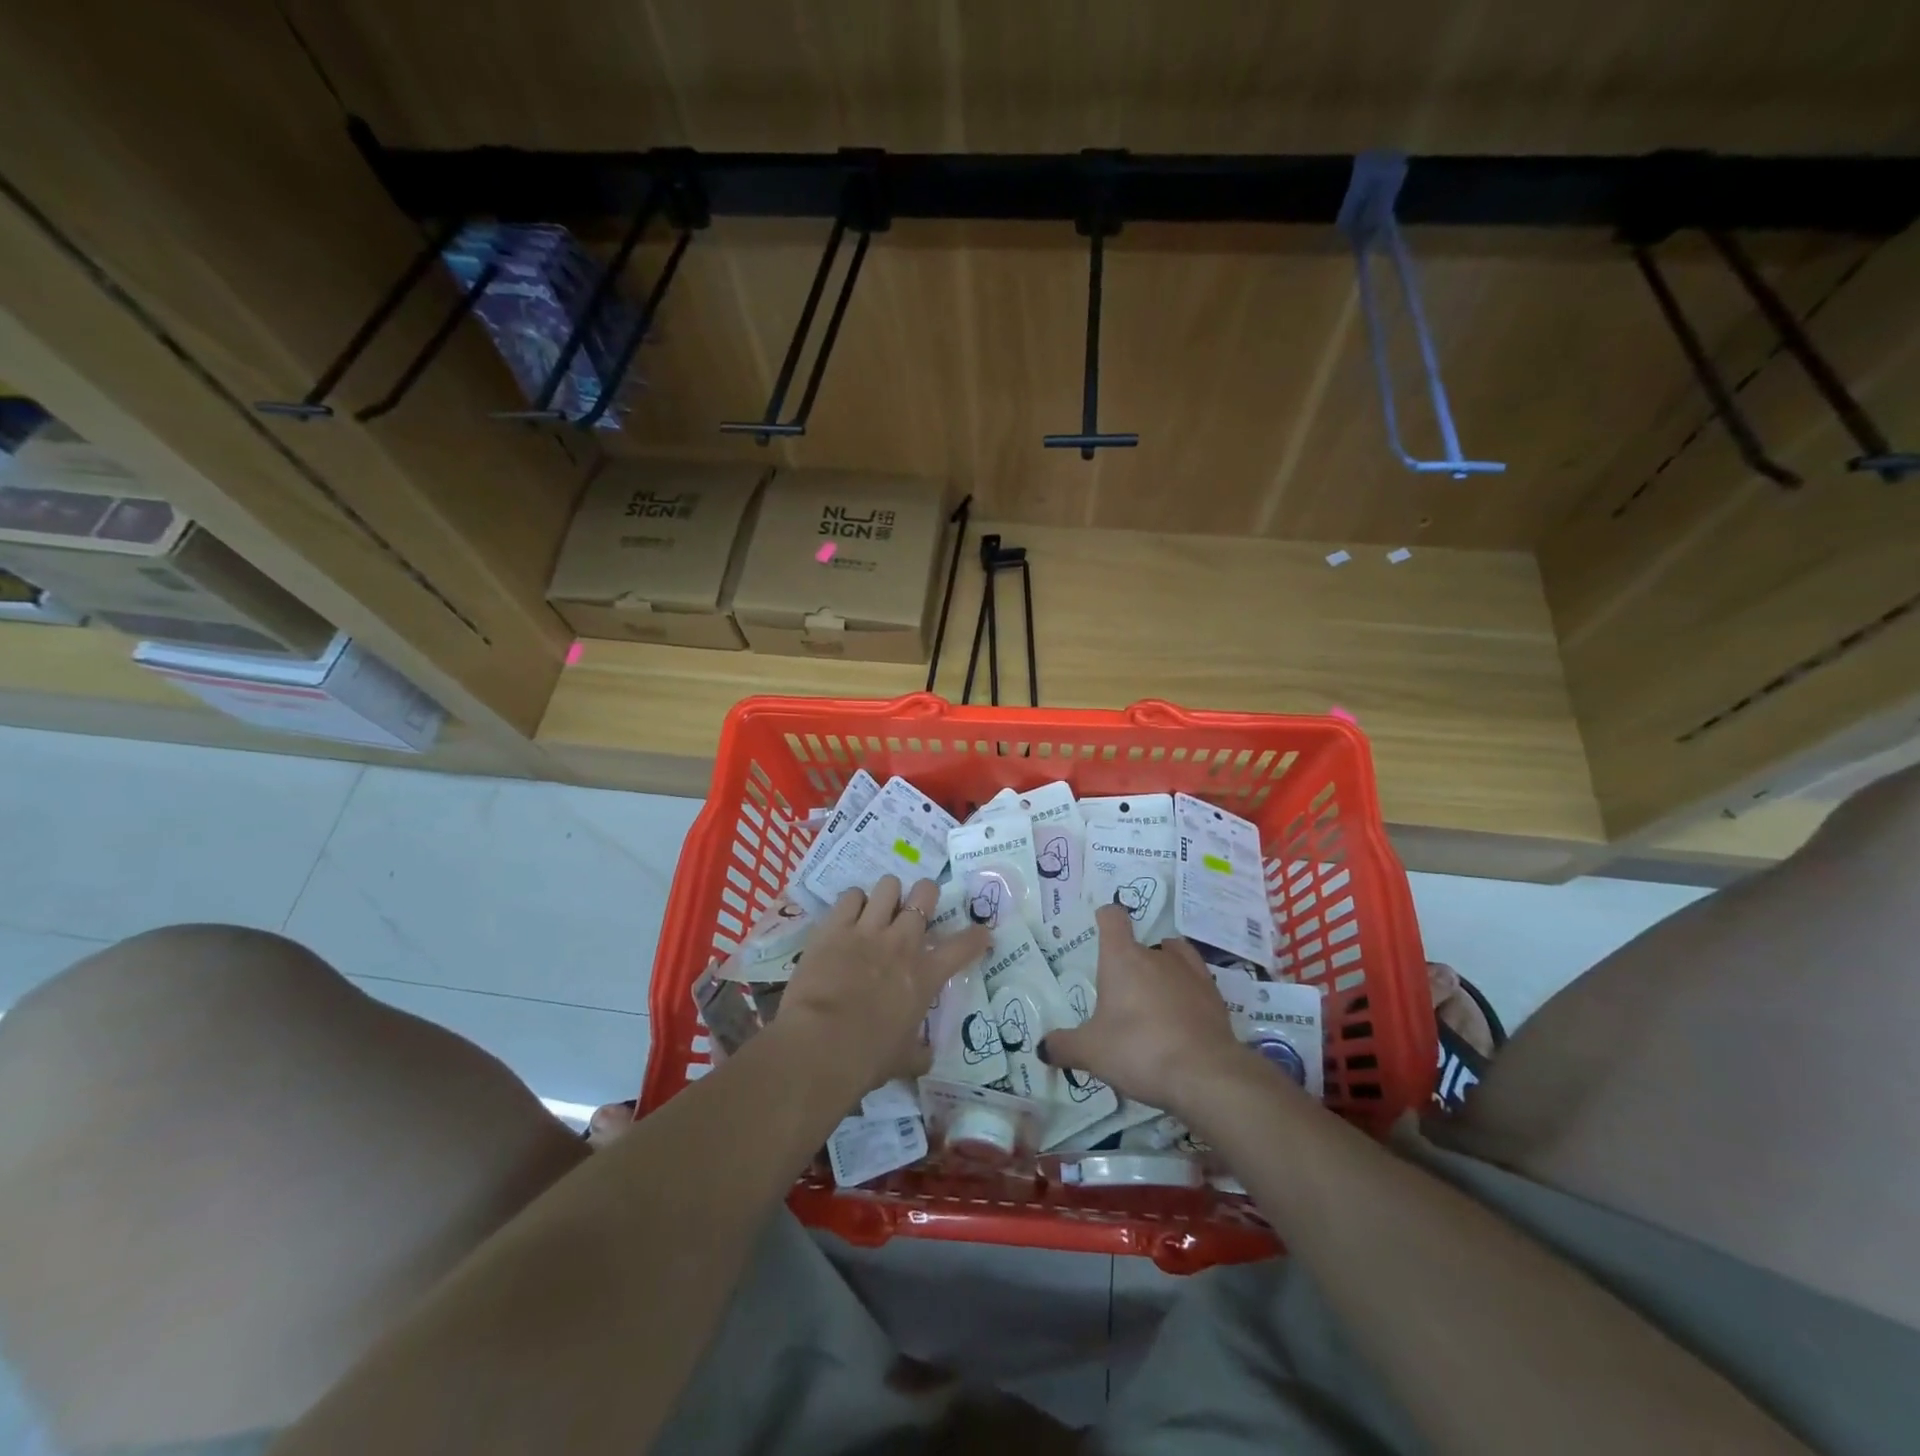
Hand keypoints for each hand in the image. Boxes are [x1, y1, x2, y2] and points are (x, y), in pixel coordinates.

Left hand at [773, 876, 991, 1095]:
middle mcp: (902, 943)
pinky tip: (849, 915)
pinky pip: (851, 896)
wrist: (821, 1045)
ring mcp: (868, 930)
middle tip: (917, 908)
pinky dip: (853, 902)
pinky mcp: (835, 927)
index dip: (977, 936)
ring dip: (888, 895)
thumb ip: (919, 1052)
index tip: (982, 933)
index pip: (964, 946)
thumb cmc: (868, 1057)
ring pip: (889, 886)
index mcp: (925, 975)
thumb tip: (926, 1057)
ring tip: (880, 908)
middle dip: (925, 894)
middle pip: (925, 893)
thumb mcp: (904, 1060)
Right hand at [1038, 905, 1249, 1114]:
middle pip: (1141, 944)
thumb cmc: (1138, 1049)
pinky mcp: (1215, 996)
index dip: (1105, 918)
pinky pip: (1195, 982)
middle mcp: (1157, 955)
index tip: (1100, 929)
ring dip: (1162, 971)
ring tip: (1153, 999)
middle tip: (1120, 993)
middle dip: (1131, 963)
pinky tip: (1180, 1016)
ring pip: (1173, 957)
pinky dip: (1186, 992)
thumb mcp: (1091, 1052)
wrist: (1206, 1074)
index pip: (1113, 917)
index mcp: (1122, 958)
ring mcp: (1191, 972)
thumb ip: (1064, 1046)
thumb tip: (1043, 1048)